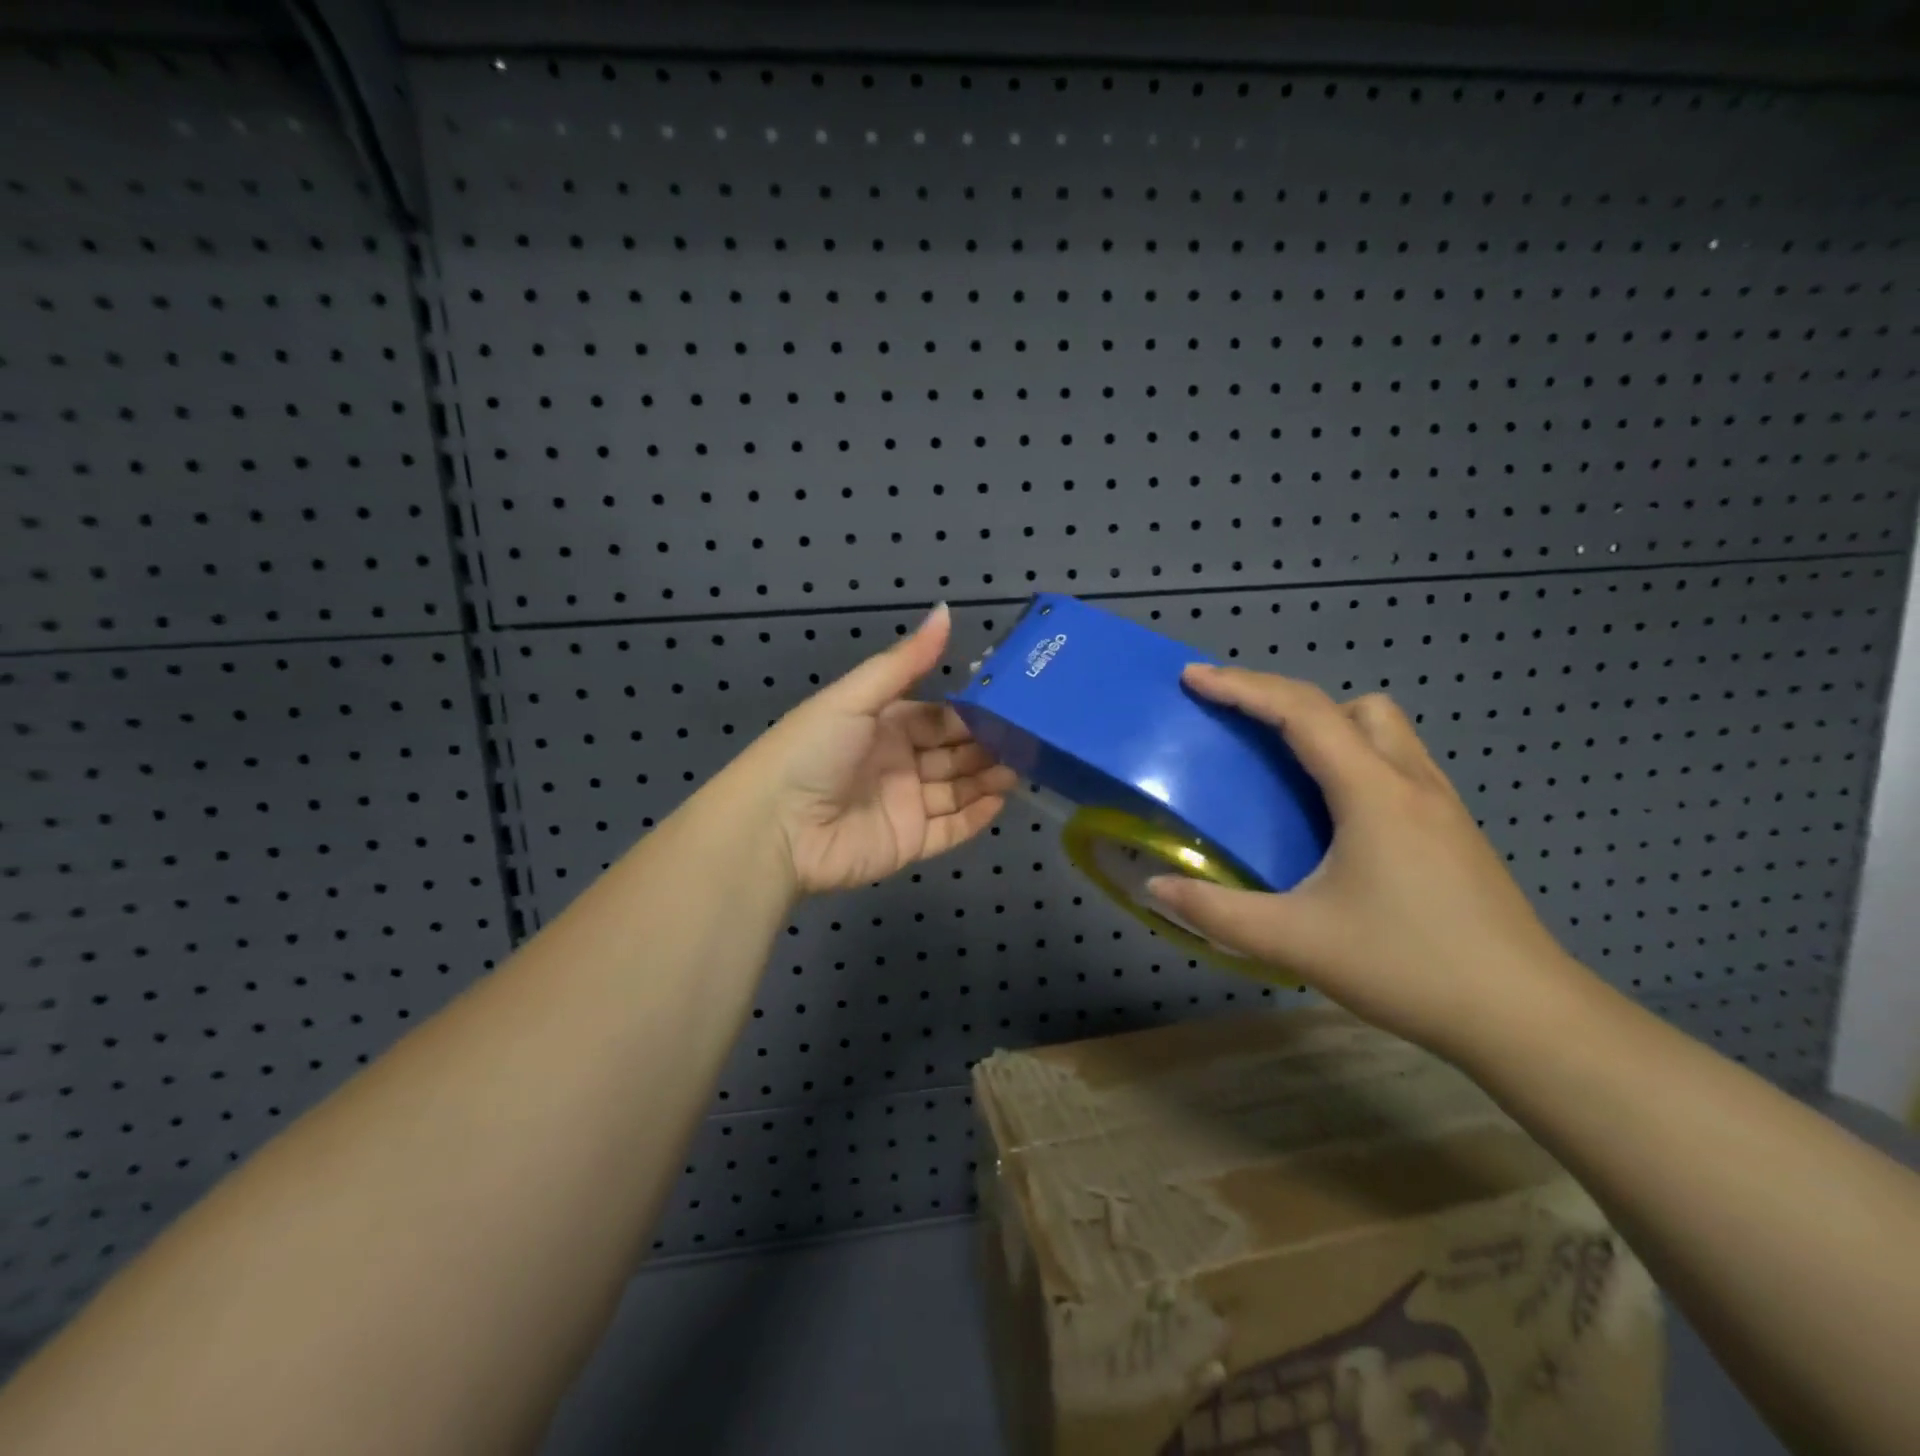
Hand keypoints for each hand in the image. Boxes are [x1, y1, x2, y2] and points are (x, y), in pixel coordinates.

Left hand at [735, 603, 1017, 896]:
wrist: (775, 829)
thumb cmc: (812, 752)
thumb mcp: (855, 699)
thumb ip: (904, 661)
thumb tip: (946, 609)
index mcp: (882, 726)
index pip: (937, 717)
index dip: (970, 713)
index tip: (1010, 705)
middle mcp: (896, 763)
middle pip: (952, 753)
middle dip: (987, 746)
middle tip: (1030, 738)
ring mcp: (904, 806)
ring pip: (957, 790)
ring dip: (988, 778)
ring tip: (1025, 767)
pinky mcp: (908, 844)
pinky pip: (950, 830)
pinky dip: (977, 817)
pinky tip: (1003, 800)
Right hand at [1147, 666, 1593, 1062]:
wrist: (1527, 1018)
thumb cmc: (1409, 968)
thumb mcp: (1297, 942)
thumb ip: (1217, 912)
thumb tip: (1154, 888)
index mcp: (1372, 793)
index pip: (1301, 712)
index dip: (1242, 687)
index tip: (1194, 678)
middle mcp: (1411, 782)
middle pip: (1350, 706)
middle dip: (1291, 702)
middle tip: (1245, 731)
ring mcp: (1442, 805)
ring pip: (1385, 731)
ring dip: (1331, 728)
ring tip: (1289, 769)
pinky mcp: (1455, 831)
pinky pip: (1398, 764)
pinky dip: (1357, 760)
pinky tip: (1337, 816)